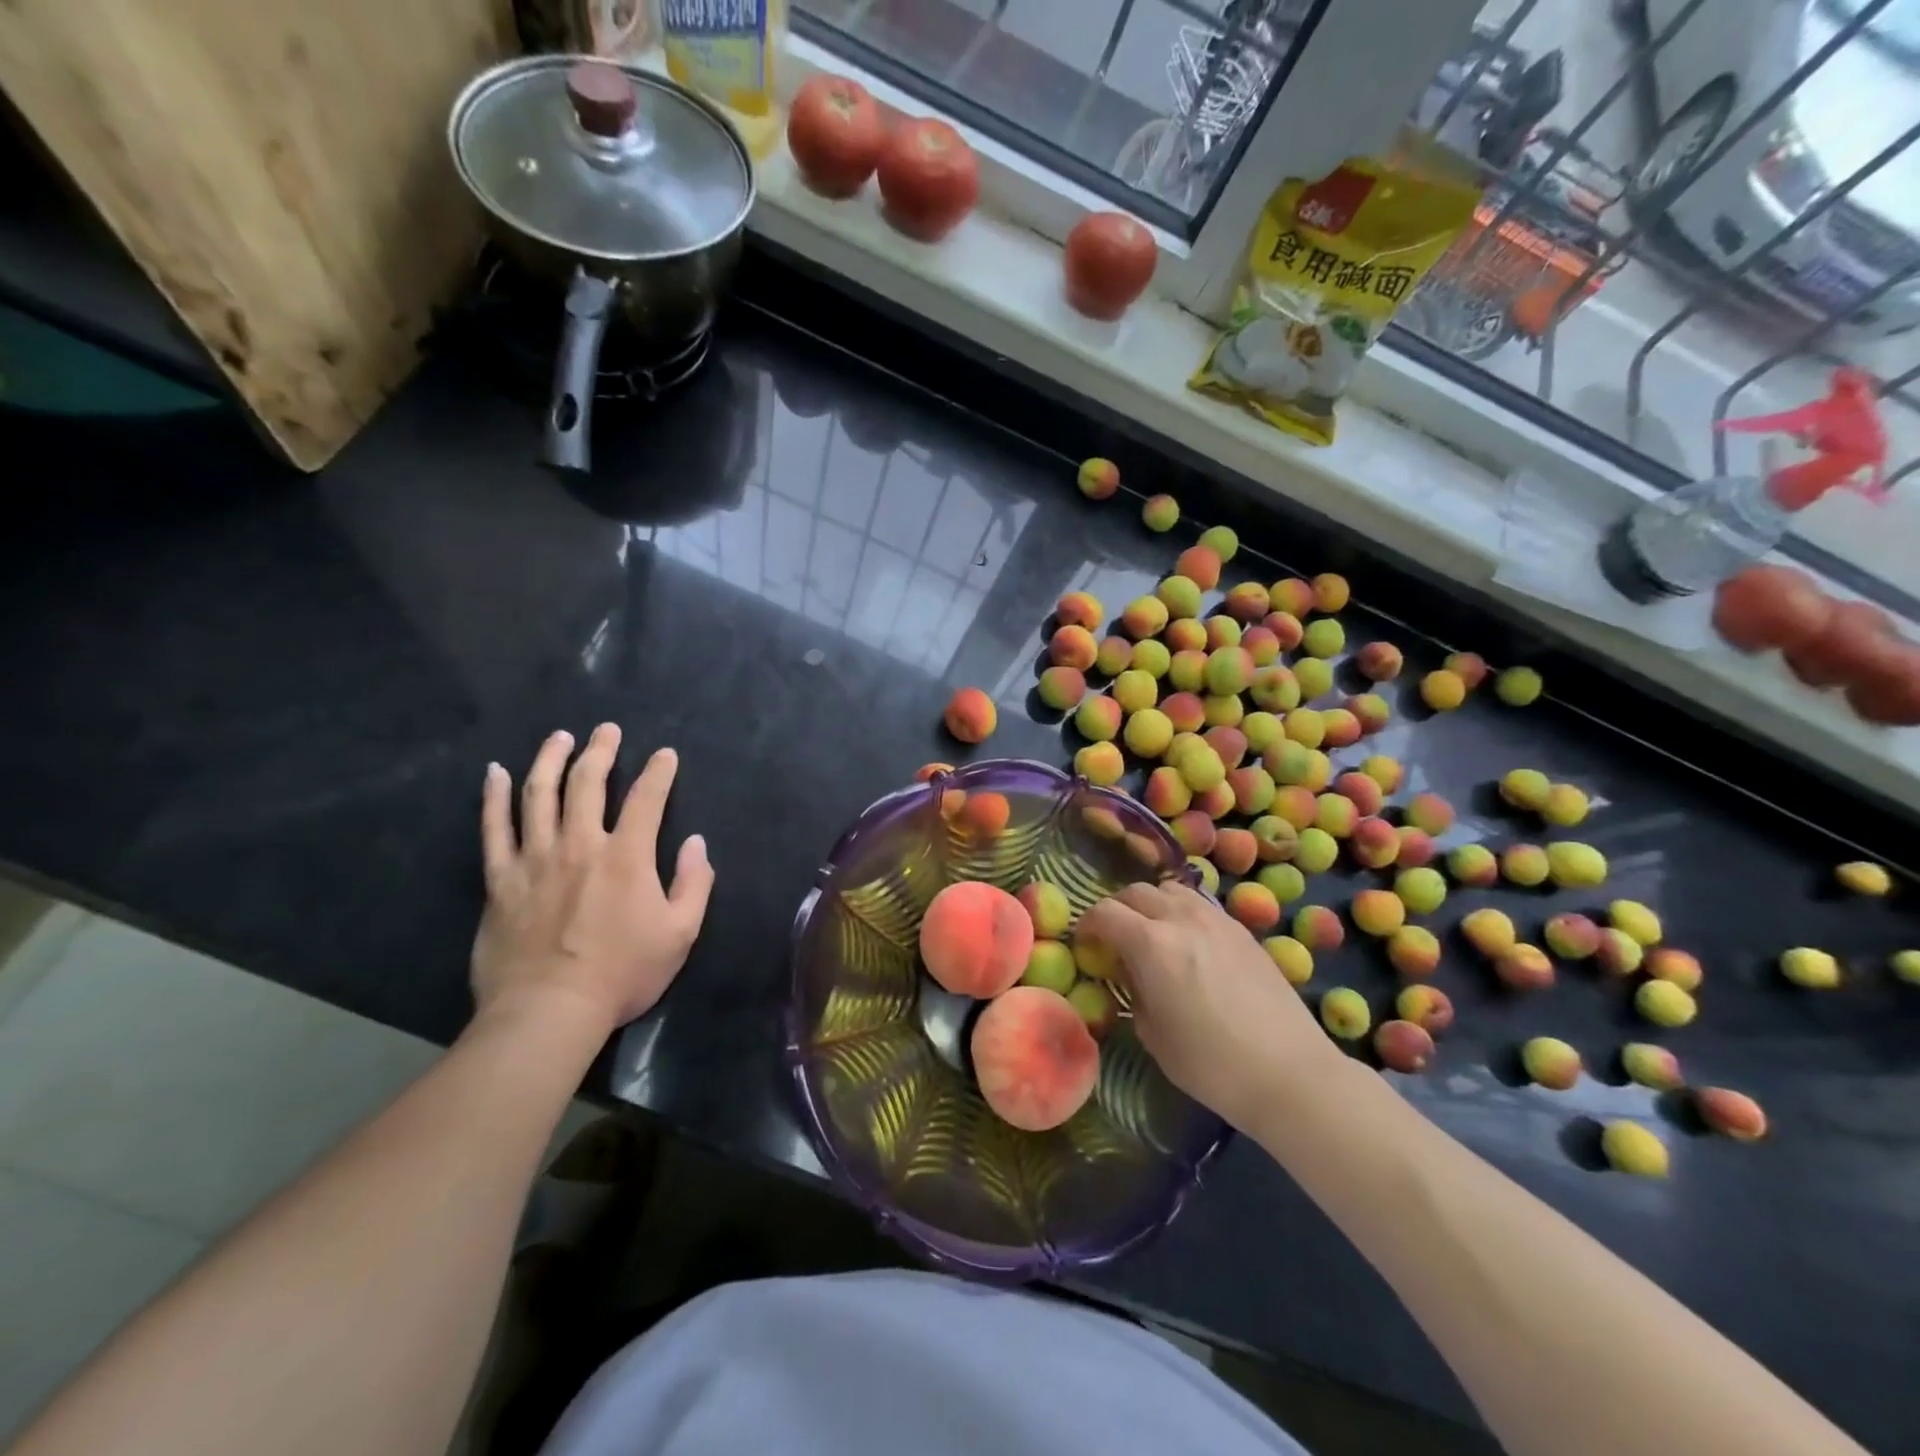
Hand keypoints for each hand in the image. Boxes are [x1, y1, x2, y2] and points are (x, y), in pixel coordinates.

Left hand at [472, 725, 713, 1032]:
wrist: (548, 1012)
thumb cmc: (622, 974)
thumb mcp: (680, 934)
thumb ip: (694, 884)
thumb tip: (697, 843)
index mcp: (627, 857)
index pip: (647, 799)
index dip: (659, 772)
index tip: (665, 755)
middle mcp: (580, 845)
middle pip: (588, 783)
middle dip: (601, 751)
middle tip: (606, 730)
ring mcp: (535, 859)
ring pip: (539, 794)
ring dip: (550, 760)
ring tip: (559, 738)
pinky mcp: (501, 880)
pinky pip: (494, 829)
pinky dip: (493, 797)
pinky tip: (494, 773)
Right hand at [1077, 882, 1341, 1131]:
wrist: (1290, 1073)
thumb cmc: (1211, 1065)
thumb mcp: (1153, 1034)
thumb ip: (1133, 992)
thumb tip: (1131, 974)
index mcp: (1151, 944)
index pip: (1105, 913)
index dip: (1087, 925)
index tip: (1085, 945)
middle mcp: (1181, 919)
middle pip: (1136, 892)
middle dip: (1117, 909)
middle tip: (1115, 938)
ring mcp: (1216, 919)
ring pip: (1171, 889)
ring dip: (1152, 905)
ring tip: (1153, 934)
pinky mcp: (1243, 930)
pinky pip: (1200, 904)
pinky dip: (1183, 912)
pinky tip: (1190, 943)